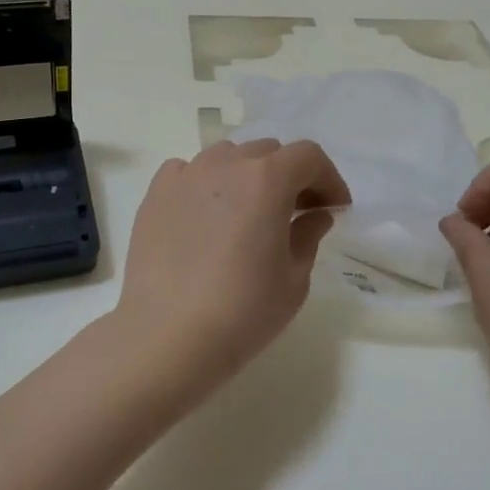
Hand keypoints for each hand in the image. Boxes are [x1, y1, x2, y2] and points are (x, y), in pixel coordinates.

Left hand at [113, 139, 351, 413]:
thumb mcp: (294, 279)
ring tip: (248, 213)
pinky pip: (188, 172)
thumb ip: (309, 235)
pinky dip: (205, 183)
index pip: (308, 156)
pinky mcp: (155, 194)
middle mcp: (225, 164)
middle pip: (267, 152)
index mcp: (267, 179)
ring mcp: (185, 176)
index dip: (328, 178)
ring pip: (227, 156)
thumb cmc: (242, 311)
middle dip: (289, 176)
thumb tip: (315, 214)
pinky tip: (206, 216)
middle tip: (296, 213)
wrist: (167, 337)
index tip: (334, 208)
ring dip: (247, 176)